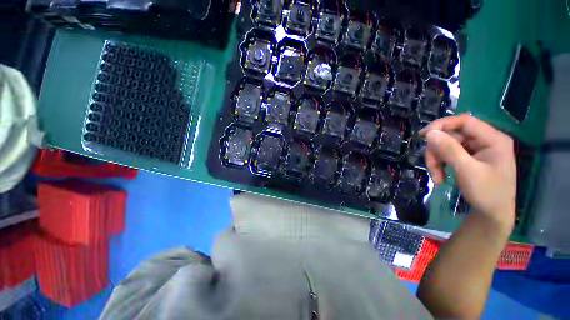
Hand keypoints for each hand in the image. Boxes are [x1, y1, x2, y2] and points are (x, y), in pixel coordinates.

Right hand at [420, 114, 515, 229]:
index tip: (422, 135)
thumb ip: (449, 150)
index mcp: (493, 139)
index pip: (465, 121)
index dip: (442, 125)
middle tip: (431, 168)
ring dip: (437, 161)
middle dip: (438, 151)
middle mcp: (486, 140)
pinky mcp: (471, 158)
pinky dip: (441, 165)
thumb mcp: (467, 171)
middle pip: (453, 136)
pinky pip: (450, 155)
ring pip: (448, 146)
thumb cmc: (487, 193)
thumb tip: (430, 133)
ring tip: (436, 177)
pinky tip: (441, 177)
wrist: (493, 215)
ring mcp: (478, 150)